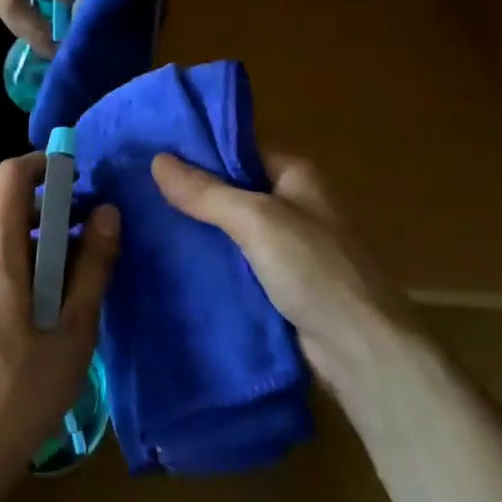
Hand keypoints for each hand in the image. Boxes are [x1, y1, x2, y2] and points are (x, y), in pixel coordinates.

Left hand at [0, 153, 120, 488]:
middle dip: (43, 205)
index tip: (75, 177)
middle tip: (81, 231)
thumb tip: (108, 213)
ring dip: (29, 236)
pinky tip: (37, 304)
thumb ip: (93, 267)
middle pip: (2, 205)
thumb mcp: (73, 330)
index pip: (10, 177)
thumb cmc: (23, 390)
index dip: (42, 164)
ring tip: (67, 272)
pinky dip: (13, 260)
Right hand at [151, 152, 411, 372]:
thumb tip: (156, 159)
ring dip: (197, 227)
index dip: (198, 149)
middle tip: (137, 188)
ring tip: (143, 220)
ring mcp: (288, 245)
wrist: (363, 353)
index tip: (151, 151)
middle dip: (191, 191)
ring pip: (231, 227)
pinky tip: (172, 260)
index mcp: (297, 175)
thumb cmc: (316, 270)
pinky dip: (210, 259)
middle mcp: (294, 203)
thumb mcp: (257, 221)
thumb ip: (206, 192)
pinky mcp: (280, 283)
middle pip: (232, 188)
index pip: (239, 149)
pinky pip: (236, 261)